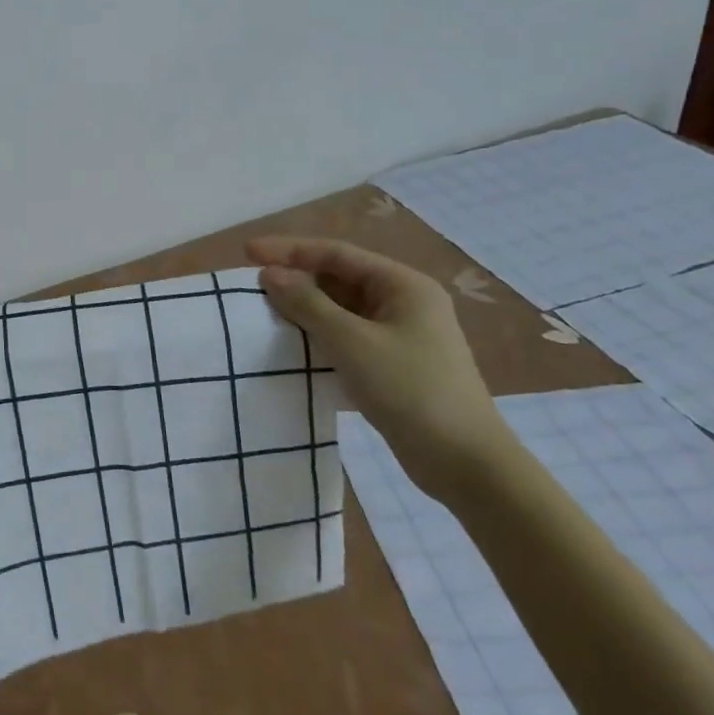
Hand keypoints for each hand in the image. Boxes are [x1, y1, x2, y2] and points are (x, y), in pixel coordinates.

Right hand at [246, 237, 512, 498]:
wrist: (466, 465)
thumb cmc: (410, 390)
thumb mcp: (351, 342)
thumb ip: (307, 304)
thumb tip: (270, 275)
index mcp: (403, 285)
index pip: (336, 254)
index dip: (289, 250)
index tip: (247, 253)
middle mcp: (405, 302)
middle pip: (339, 278)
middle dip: (297, 279)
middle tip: (253, 287)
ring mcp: (401, 334)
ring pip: (342, 309)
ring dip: (305, 309)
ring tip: (265, 313)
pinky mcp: (395, 364)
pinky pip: (348, 336)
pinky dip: (319, 335)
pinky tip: (293, 345)